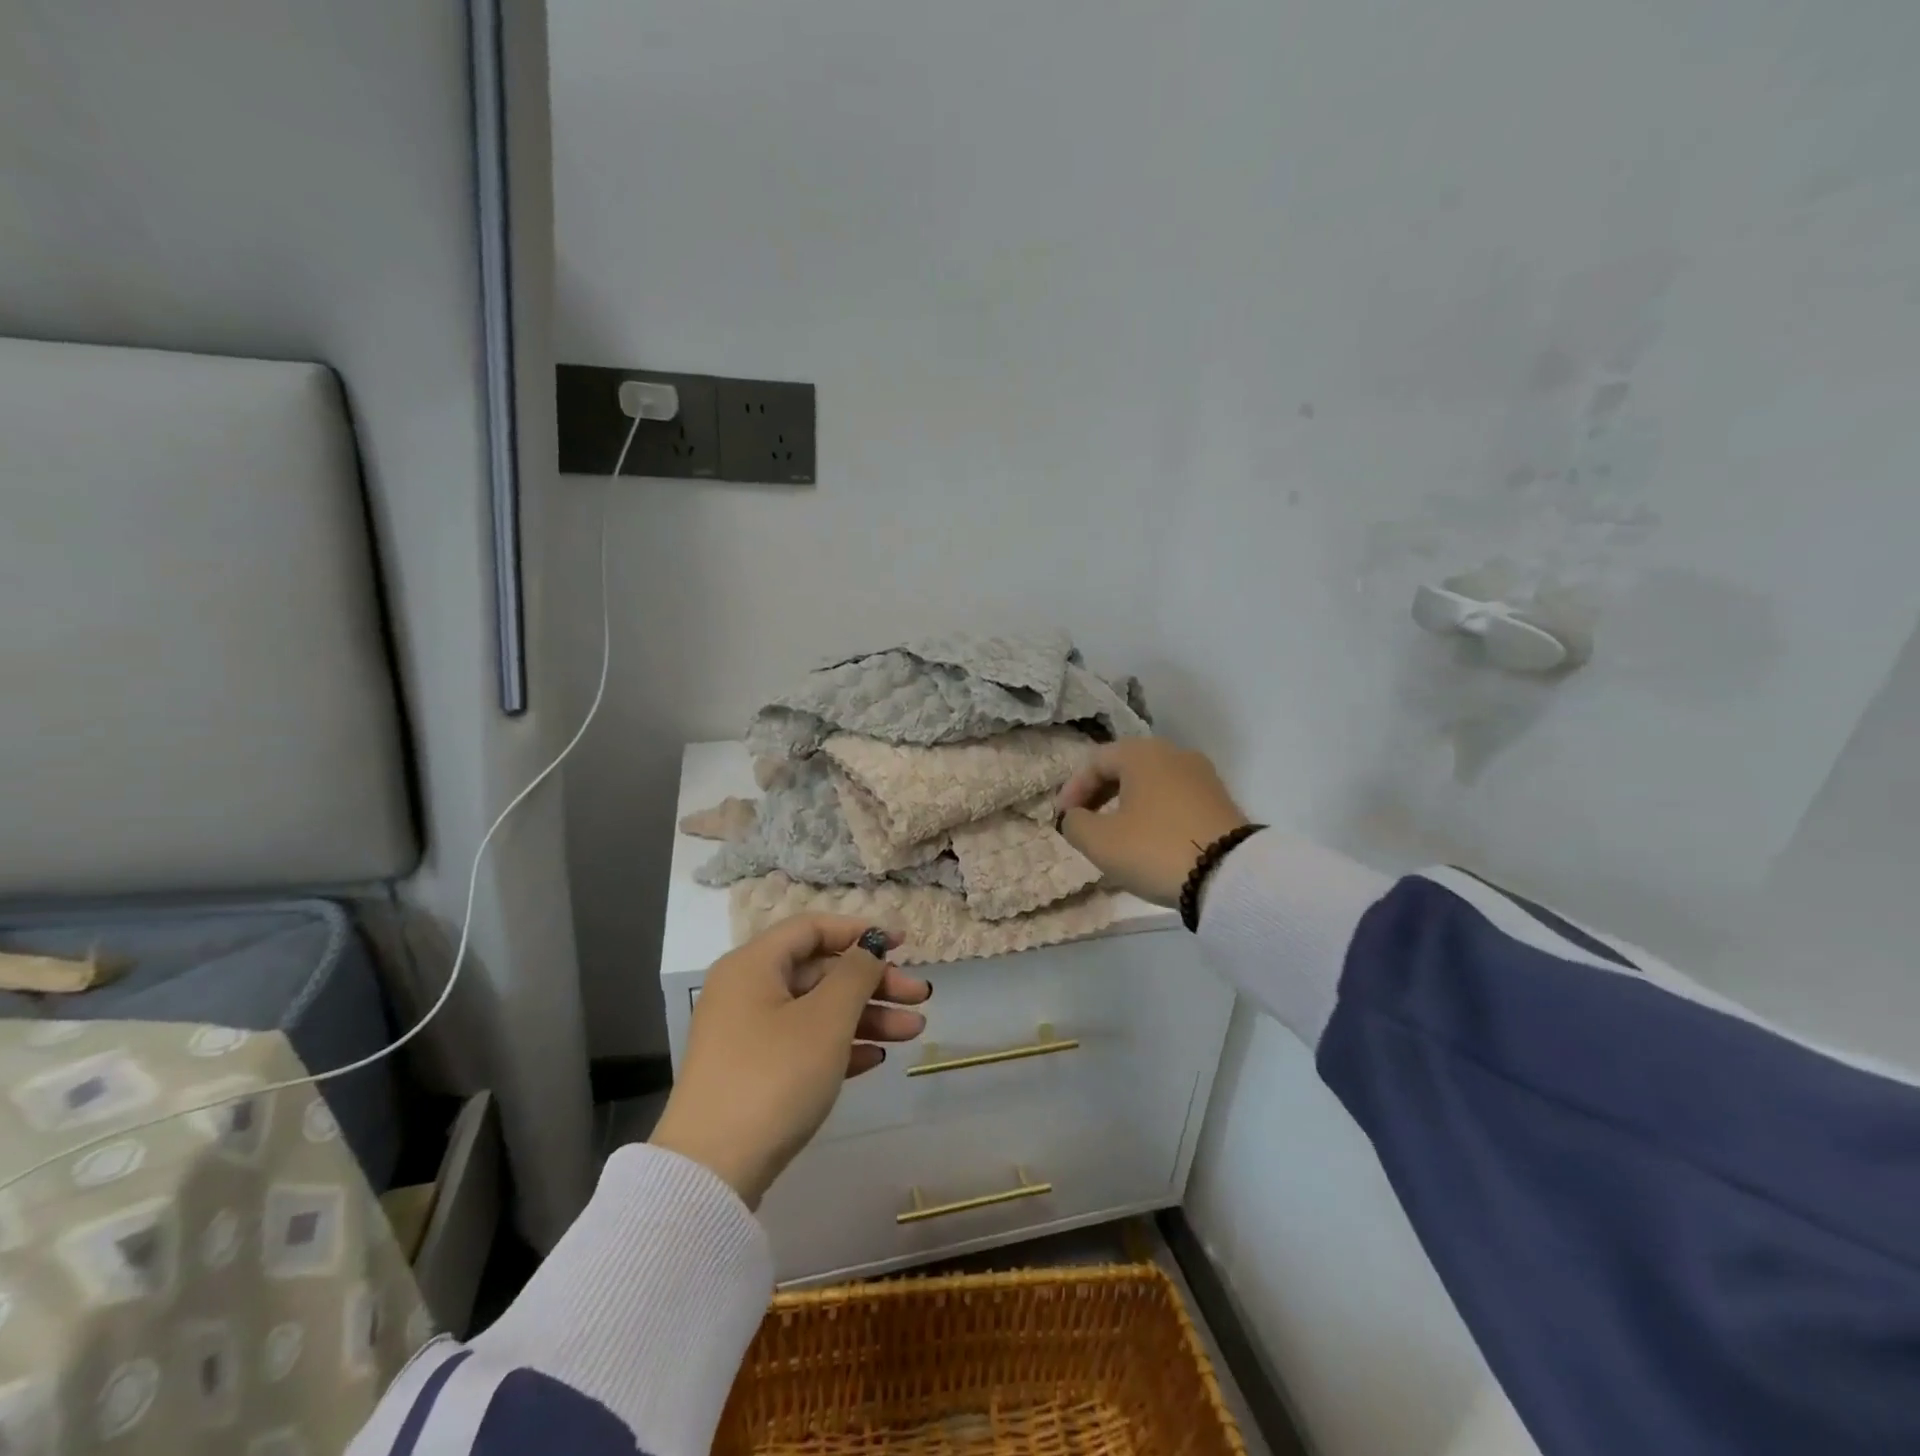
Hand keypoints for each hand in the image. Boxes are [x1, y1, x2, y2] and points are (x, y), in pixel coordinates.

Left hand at [650, 915, 928, 1208]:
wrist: (711, 1173)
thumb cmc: (774, 1077)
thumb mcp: (826, 1019)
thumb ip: (856, 974)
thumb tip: (869, 948)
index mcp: (754, 965)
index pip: (813, 928)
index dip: (860, 931)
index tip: (903, 945)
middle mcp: (747, 991)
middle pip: (820, 971)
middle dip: (874, 982)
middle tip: (920, 997)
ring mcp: (747, 1034)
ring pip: (817, 1010)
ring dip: (866, 1016)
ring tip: (913, 1031)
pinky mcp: (752, 1073)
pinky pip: (803, 1043)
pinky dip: (840, 1045)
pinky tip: (876, 1058)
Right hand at [1056, 739, 1250, 905]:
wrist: (1230, 876)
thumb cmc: (1154, 848)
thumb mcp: (1100, 841)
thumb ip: (1074, 823)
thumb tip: (1074, 817)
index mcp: (1142, 753)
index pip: (1094, 762)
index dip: (1071, 790)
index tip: (1061, 820)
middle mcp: (1173, 753)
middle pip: (1124, 767)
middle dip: (1098, 794)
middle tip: (1083, 823)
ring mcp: (1201, 776)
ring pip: (1150, 783)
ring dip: (1125, 804)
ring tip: (1114, 834)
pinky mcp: (1219, 800)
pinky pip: (1173, 798)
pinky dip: (1152, 812)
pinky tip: (1148, 839)